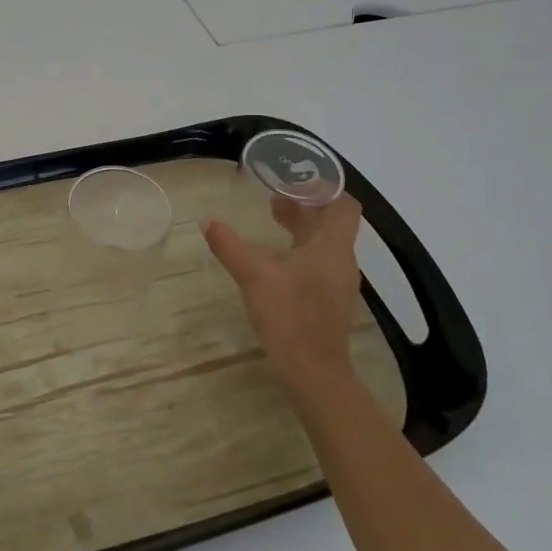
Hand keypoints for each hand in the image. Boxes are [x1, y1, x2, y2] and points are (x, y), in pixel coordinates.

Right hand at [201, 192, 364, 397]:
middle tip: (276, 193)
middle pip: (331, 221)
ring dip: (301, 225)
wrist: (313, 372)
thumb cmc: (289, 316)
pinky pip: (318, 260)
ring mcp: (336, 281)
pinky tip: (275, 255)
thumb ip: (229, 244)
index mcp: (331, 247)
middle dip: (305, 203)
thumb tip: (208, 221)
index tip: (298, 177)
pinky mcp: (328, 298)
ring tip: (272, 215)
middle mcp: (340, 260)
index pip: (343, 205)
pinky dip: (299, 247)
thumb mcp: (253, 274)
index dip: (325, 187)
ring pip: (323, 241)